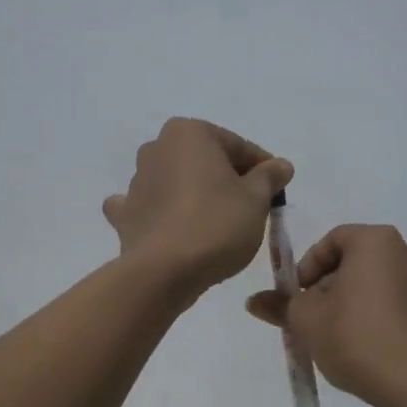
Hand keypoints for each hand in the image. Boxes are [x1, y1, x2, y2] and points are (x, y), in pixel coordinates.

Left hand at [104, 118, 292, 298]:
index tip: (277, 190)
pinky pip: (150, 207)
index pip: (238, 146)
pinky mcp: (125, 214)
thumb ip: (269, 176)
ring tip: (219, 224)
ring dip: (196, 194)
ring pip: (178, 182)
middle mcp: (157, 148)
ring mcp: (136, 181)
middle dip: (228, 179)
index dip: (262, 168)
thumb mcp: (256, 199)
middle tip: (252, 208)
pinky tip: (173, 227)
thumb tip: (280, 165)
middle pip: (205, 161)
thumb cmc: (216, 225)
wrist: (164, 272)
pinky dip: (161, 213)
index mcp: (189, 133)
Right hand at [246, 224, 406, 406]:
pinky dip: (368, 316)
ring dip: (344, 304)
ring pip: (369, 284)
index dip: (306, 267)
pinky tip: (357, 348)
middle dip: (324, 288)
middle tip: (308, 319)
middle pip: (350, 262)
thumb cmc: (356, 337)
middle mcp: (404, 252)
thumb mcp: (306, 320)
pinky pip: (388, 303)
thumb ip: (280, 305)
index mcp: (376, 241)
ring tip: (329, 337)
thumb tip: (253, 301)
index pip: (331, 240)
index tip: (296, 297)